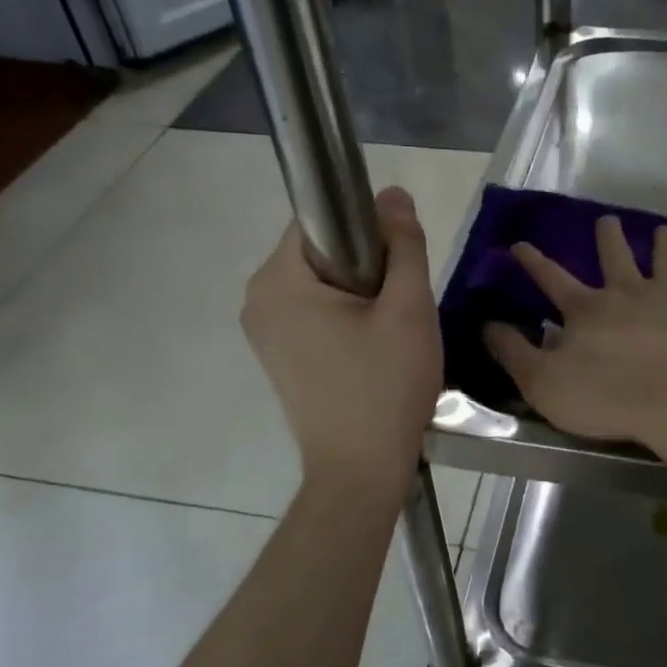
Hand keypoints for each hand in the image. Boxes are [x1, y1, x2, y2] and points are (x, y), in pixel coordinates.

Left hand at [243, 187, 440, 501]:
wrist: (361, 472)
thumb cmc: (385, 387)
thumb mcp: (408, 309)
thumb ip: (404, 245)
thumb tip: (393, 194)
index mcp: (277, 281)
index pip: (320, 220)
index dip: (366, 229)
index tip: (399, 266)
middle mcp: (258, 300)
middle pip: (320, 252)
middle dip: (367, 266)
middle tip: (401, 305)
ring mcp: (264, 332)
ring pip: (322, 284)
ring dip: (360, 294)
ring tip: (390, 332)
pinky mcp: (279, 358)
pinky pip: (315, 314)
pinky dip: (346, 318)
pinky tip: (372, 351)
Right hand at [483, 214, 666, 452]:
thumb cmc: (606, 396)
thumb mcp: (542, 382)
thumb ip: (513, 352)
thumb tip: (486, 325)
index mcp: (586, 309)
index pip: (551, 278)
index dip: (533, 262)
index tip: (519, 244)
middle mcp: (626, 292)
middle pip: (614, 256)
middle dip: (607, 237)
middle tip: (606, 220)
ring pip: (666, 259)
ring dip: (663, 243)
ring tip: (663, 230)